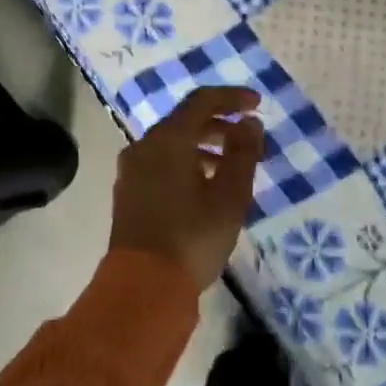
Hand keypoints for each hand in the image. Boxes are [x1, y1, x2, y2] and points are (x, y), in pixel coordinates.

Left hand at [109, 87, 264, 291]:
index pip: (202, 101)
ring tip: (231, 168)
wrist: (143, 287)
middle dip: (220, 125)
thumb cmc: (193, 237)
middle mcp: (144, 145)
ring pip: (171, 143)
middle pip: (185, 120)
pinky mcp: (128, 192)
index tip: (257, 104)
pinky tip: (203, 187)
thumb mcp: (230, 196)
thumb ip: (243, 153)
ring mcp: (131, 169)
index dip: (232, 97)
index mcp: (168, 139)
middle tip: (248, 140)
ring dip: (203, 146)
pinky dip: (185, 162)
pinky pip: (160, 162)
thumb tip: (249, 122)